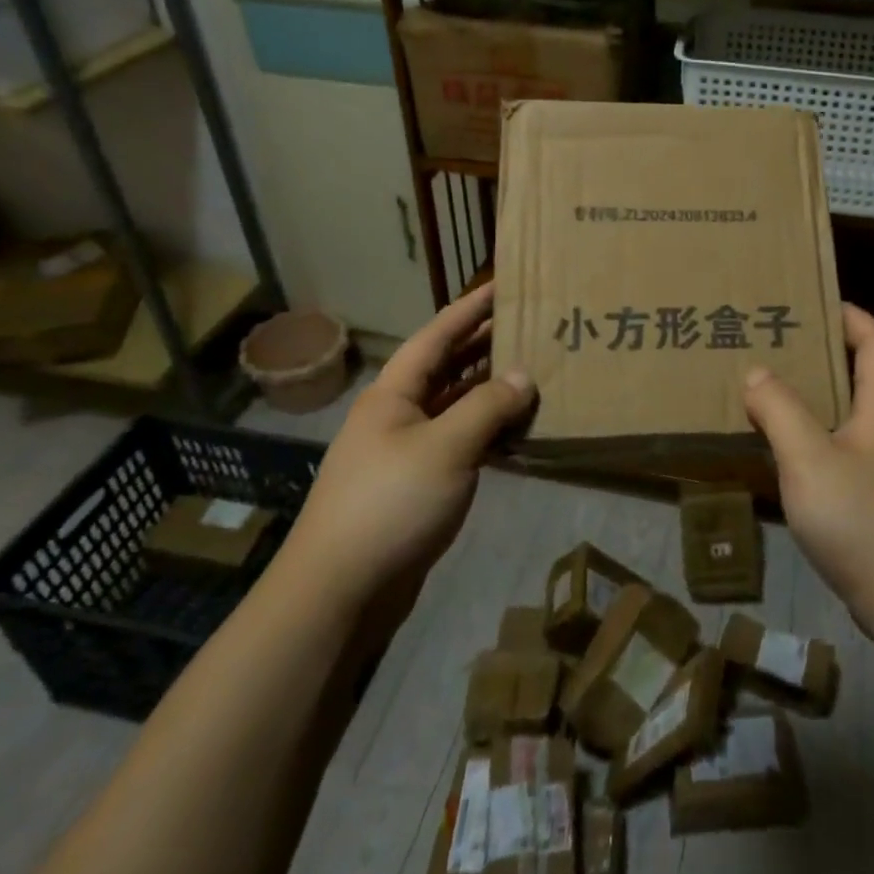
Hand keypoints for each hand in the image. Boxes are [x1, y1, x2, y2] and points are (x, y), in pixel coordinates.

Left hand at [288, 282, 533, 604]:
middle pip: (447, 366)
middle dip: (485, 344)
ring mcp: (407, 449)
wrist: (340, 591)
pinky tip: (517, 429)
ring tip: (534, 370)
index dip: (472, 307)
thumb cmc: (390, 504)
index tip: (505, 283)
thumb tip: (524, 377)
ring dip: (490, 389)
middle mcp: (398, 412)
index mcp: (394, 392)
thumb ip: (488, 407)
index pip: (438, 335)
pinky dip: (487, 431)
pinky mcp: (418, 483)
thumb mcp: (446, 447)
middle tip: (531, 324)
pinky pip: (459, 441)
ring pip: (455, 405)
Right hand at [743, 303, 873, 639]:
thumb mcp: (809, 459)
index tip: (811, 302)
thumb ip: (780, 410)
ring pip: (850, 411)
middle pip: (863, 373)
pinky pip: (842, 445)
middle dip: (822, 351)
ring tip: (770, 385)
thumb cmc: (862, 520)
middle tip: (776, 342)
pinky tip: (783, 444)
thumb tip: (757, 372)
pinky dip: (814, 431)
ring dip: (814, 393)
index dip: (850, 315)